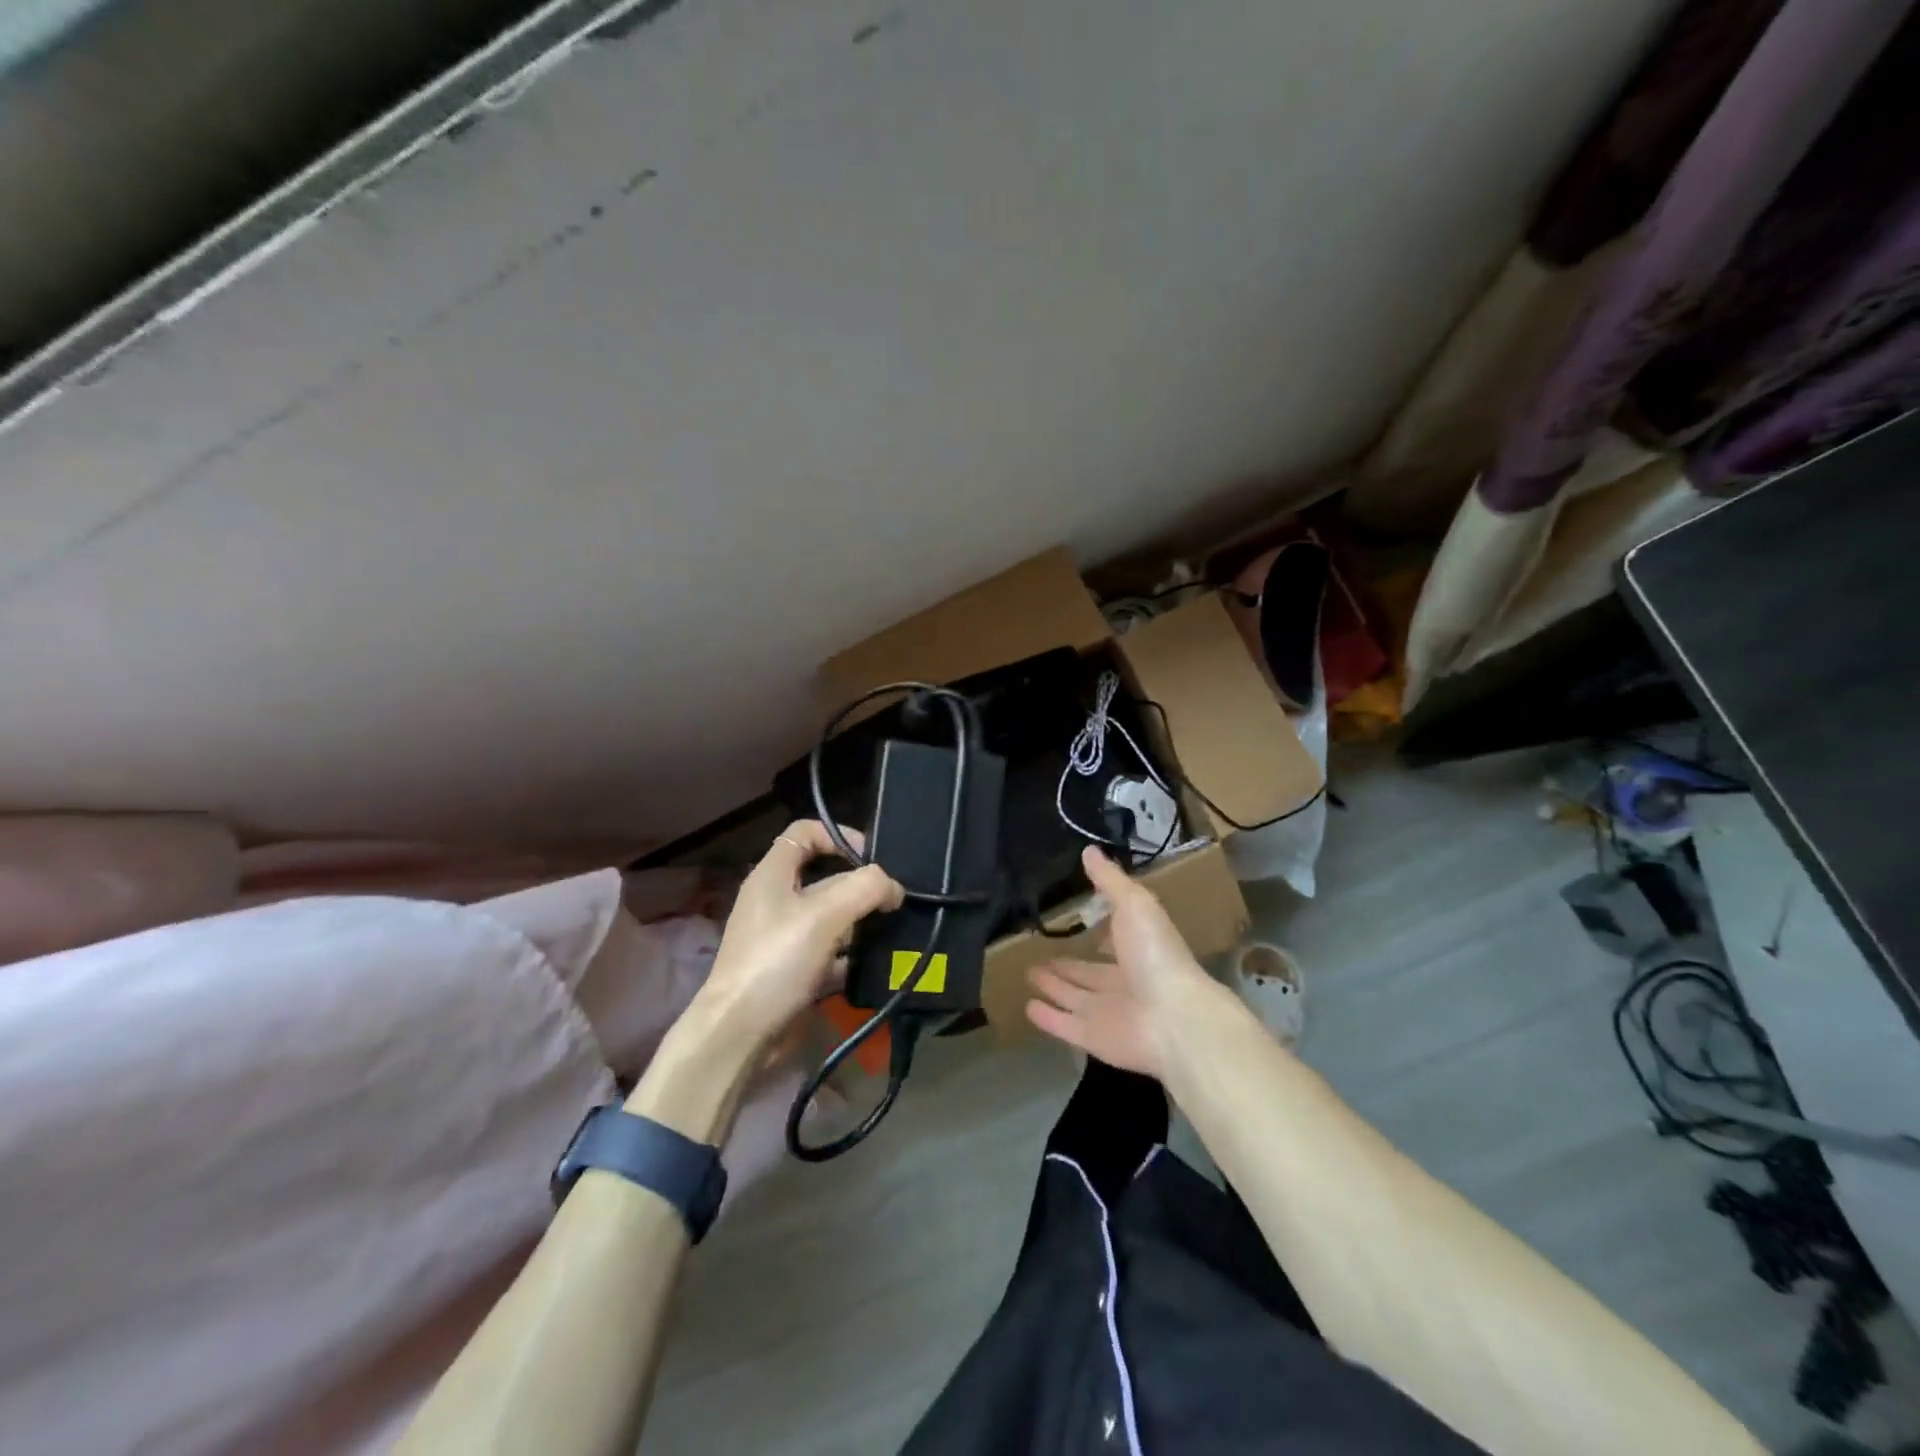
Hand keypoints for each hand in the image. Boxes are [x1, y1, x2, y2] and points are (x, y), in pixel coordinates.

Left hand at [691, 820, 903, 1054]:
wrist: (740, 1035)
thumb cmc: (777, 961)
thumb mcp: (825, 915)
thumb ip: (865, 888)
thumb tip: (894, 887)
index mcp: (773, 874)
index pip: (806, 832)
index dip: (839, 836)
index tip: (873, 857)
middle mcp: (777, 900)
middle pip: (826, 876)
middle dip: (861, 884)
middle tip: (895, 898)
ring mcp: (785, 937)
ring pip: (832, 916)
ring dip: (862, 921)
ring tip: (896, 929)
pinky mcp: (794, 970)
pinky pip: (831, 952)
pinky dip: (853, 955)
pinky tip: (878, 963)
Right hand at [1026, 846, 1221, 1079]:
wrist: (1174, 1018)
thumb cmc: (1155, 955)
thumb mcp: (1135, 904)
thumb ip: (1110, 881)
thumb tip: (1089, 850)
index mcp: (1138, 950)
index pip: (1112, 941)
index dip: (1096, 932)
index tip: (1074, 920)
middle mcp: (1123, 982)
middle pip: (1088, 973)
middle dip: (1066, 964)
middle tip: (1036, 954)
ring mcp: (1107, 1013)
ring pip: (1074, 997)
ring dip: (1053, 986)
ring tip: (1029, 974)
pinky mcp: (1092, 1038)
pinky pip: (1064, 1025)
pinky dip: (1047, 1017)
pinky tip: (1028, 1006)